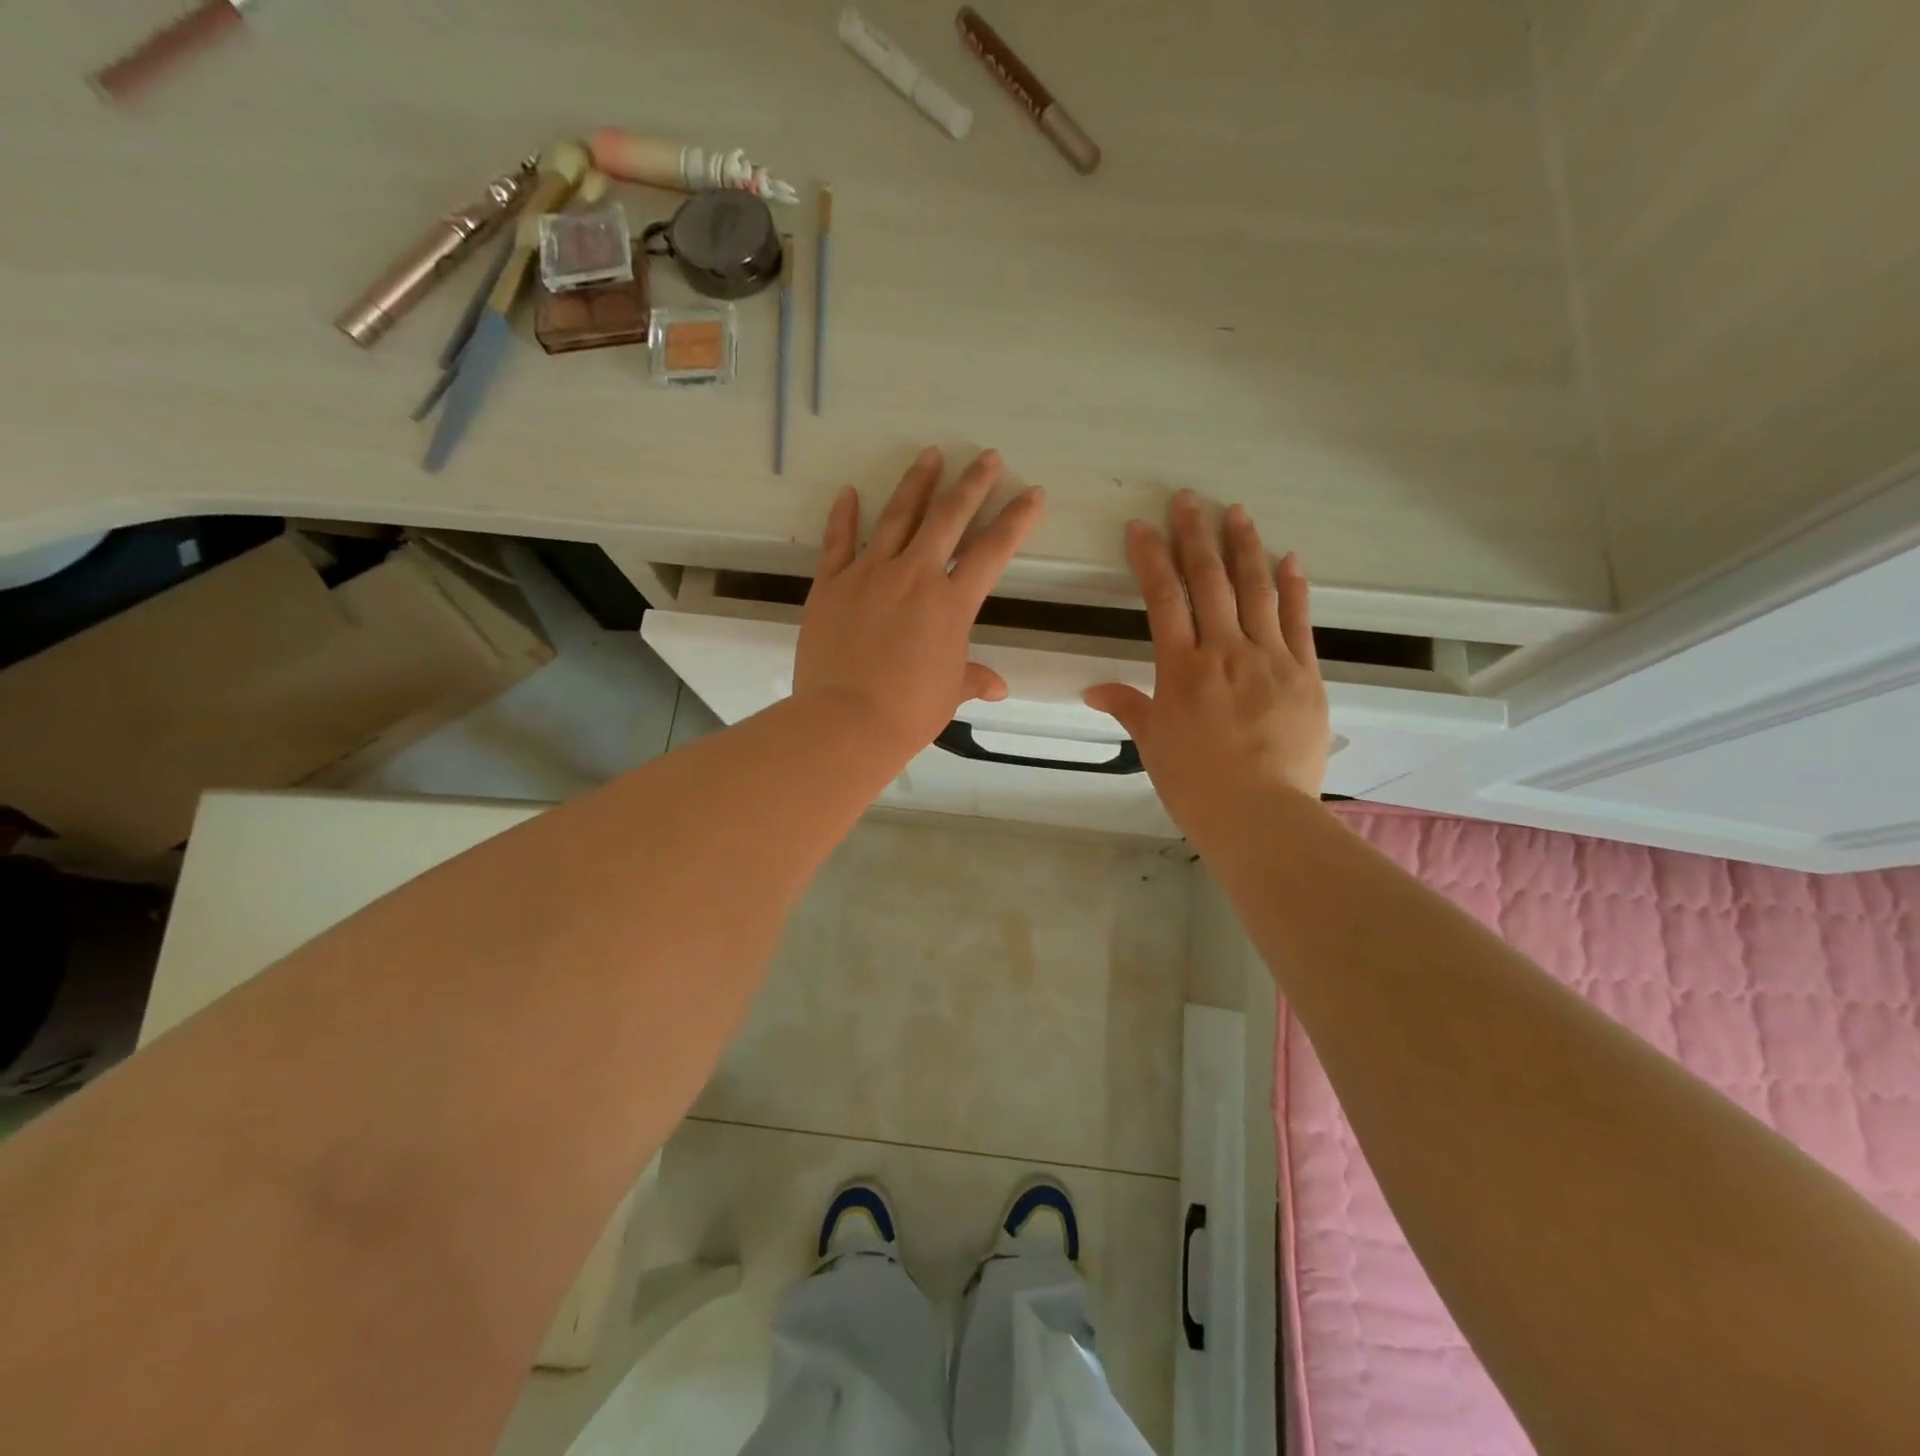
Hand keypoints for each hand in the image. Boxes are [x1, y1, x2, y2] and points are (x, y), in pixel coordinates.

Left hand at [796, 447, 1044, 759]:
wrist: (846, 722)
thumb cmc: (908, 712)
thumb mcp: (950, 693)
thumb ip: (974, 679)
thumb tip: (997, 687)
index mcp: (951, 604)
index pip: (992, 552)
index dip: (1016, 520)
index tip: (1033, 493)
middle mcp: (914, 576)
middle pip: (948, 518)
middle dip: (972, 484)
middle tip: (987, 457)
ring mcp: (869, 574)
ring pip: (897, 516)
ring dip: (917, 483)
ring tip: (931, 454)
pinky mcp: (831, 583)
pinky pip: (837, 541)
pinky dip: (842, 515)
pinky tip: (848, 492)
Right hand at [1084, 491, 1328, 846]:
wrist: (1259, 813)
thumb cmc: (1195, 784)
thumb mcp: (1153, 745)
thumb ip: (1128, 708)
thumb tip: (1093, 690)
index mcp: (1181, 669)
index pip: (1163, 599)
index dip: (1150, 558)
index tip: (1142, 527)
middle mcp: (1224, 651)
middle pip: (1209, 581)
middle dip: (1195, 536)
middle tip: (1189, 499)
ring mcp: (1270, 658)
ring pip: (1255, 590)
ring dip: (1244, 547)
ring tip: (1236, 512)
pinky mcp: (1305, 673)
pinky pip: (1298, 620)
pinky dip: (1293, 587)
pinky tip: (1289, 559)